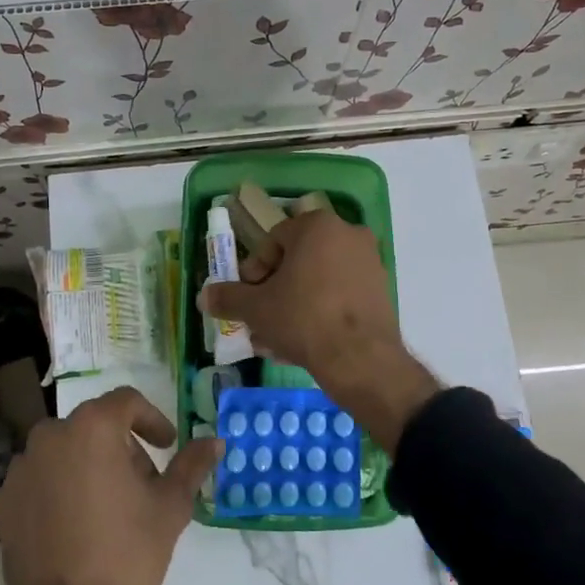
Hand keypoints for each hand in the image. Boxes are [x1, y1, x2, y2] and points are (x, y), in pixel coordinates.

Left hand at [0, 387, 219, 584]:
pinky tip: (74, 526)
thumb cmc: (127, 555)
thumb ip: (191, 465)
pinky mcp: (3, 503)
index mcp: (92, 428)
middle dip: (120, 447)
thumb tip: (214, 441)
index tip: (166, 446)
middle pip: (93, 426)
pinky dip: (57, 491)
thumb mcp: (170, 507)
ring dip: (87, 466)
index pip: (126, 401)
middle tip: (141, 484)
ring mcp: (20, 470)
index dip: (152, 420)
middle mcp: (50, 437)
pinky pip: (38, 482)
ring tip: (107, 507)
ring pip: (63, 452)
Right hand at [198, 211, 440, 453]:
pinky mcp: (380, 291)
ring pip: (318, 281)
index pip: (274, 241)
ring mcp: (369, 262)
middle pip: (298, 261)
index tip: (247, 297)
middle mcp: (348, 234)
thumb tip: (203, 296)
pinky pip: (339, 295)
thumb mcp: (256, 308)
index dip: (254, 271)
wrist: (360, 359)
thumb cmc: (303, 318)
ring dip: (294, 305)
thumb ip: (228, 298)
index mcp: (317, 226)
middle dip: (274, 291)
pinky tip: (301, 344)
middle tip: (259, 319)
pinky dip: (320, 312)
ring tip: (275, 339)